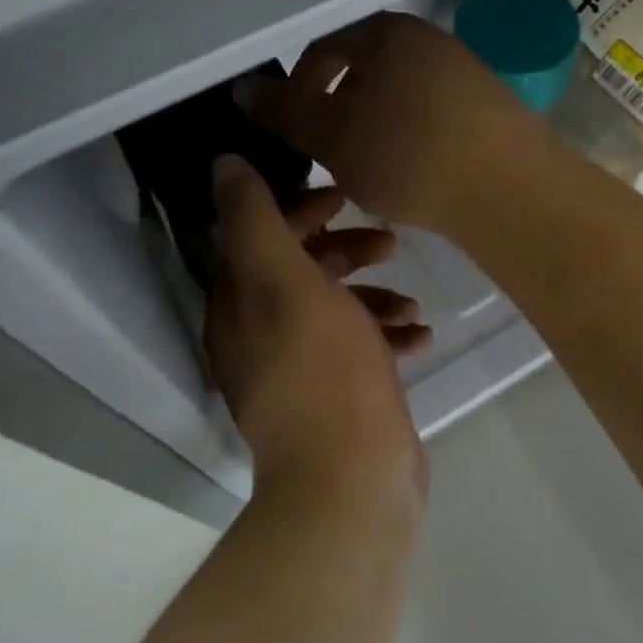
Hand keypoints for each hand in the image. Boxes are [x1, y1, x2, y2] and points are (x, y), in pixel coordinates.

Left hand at [205, 154, 429, 506]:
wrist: (352, 479)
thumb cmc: (323, 368)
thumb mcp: (285, 280)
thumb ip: (254, 219)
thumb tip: (222, 163)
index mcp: (240, 303)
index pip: (260, 234)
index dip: (301, 208)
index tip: (346, 196)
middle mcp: (259, 334)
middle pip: (300, 269)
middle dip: (345, 250)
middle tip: (390, 243)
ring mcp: (298, 369)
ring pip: (334, 310)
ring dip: (373, 296)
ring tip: (412, 303)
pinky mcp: (335, 396)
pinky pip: (359, 349)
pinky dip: (386, 337)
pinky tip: (420, 337)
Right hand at [236, 12, 543, 234]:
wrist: (506, 186)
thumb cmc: (405, 154)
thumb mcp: (331, 136)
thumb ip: (284, 111)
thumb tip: (244, 87)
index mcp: (384, 32)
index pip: (324, 48)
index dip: (299, 88)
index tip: (294, 132)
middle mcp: (427, 38)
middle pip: (365, 69)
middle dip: (340, 109)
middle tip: (330, 154)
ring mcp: (465, 69)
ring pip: (400, 93)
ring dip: (376, 124)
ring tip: (372, 168)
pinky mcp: (492, 104)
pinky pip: (435, 112)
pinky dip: (414, 135)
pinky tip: (417, 170)